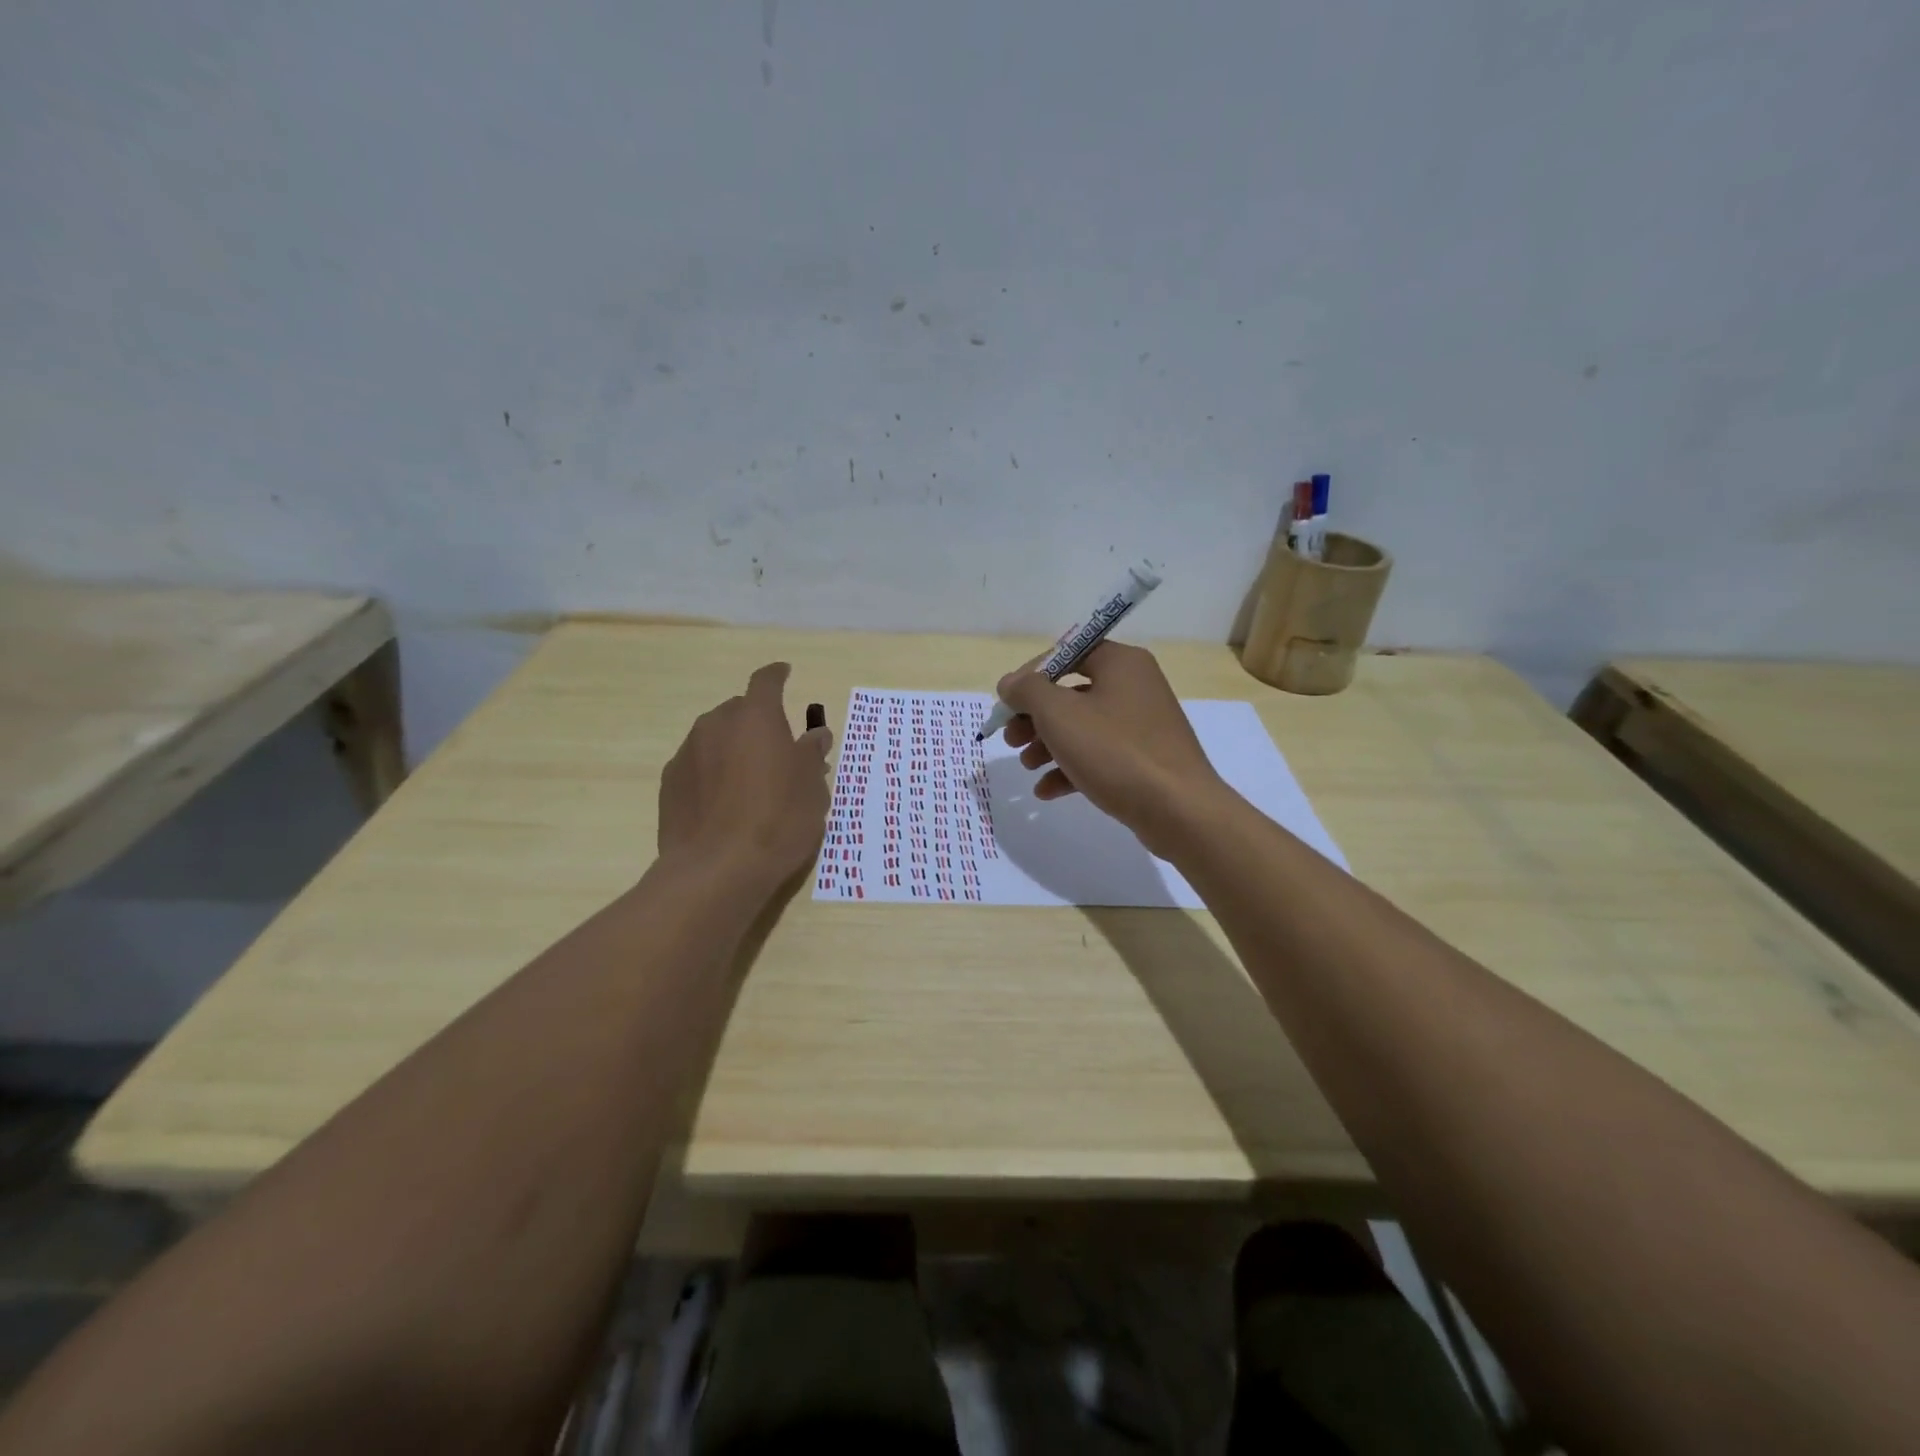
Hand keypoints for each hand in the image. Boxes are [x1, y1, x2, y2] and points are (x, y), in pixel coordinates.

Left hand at [659, 663, 831, 887]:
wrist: (717, 869)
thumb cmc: (778, 821)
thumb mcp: (813, 790)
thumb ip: (812, 755)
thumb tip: (815, 735)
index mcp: (757, 717)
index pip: (766, 681)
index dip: (777, 675)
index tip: (785, 672)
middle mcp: (717, 724)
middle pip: (739, 710)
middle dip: (757, 721)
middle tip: (776, 749)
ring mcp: (688, 752)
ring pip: (715, 736)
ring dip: (733, 747)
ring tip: (749, 780)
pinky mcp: (669, 782)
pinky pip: (697, 764)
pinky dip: (712, 771)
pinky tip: (723, 802)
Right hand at [998, 642, 1233, 857]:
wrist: (1178, 810)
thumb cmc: (1115, 751)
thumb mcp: (1059, 714)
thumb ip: (1027, 691)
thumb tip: (1010, 683)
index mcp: (1121, 663)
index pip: (1067, 653)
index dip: (1031, 675)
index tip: (1007, 702)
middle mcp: (1135, 686)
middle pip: (1071, 692)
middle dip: (1035, 717)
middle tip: (1010, 738)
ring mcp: (1142, 725)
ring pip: (1082, 727)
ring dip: (1048, 744)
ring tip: (1026, 766)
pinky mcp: (1144, 760)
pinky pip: (1099, 756)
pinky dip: (1071, 768)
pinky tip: (1046, 791)